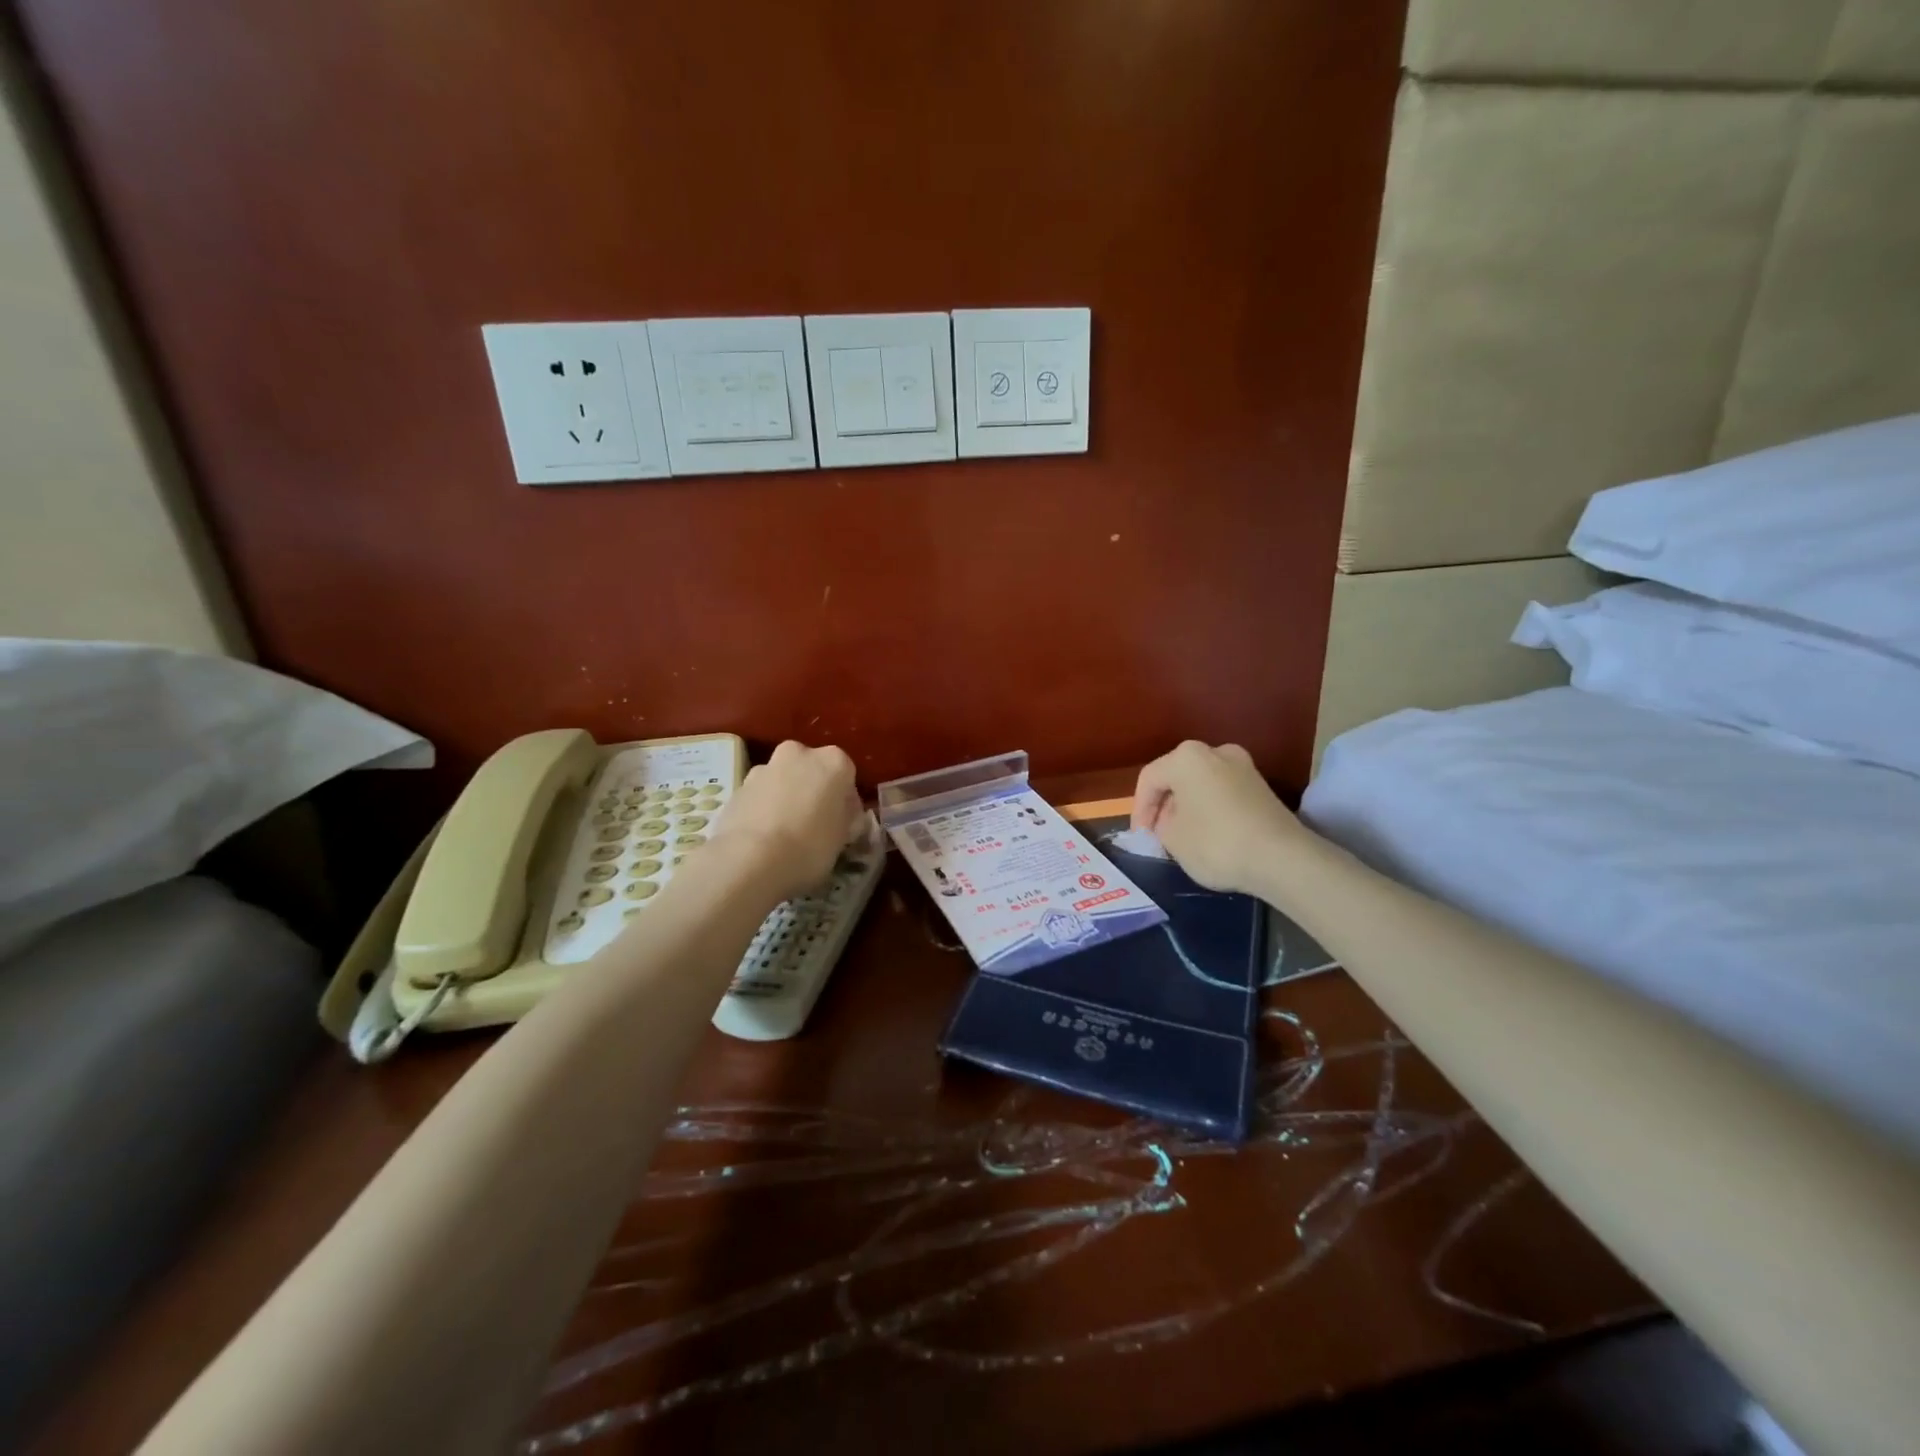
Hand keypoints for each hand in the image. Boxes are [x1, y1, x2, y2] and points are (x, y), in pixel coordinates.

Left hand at [713, 741, 862, 900]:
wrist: (750, 860)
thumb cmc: (810, 846)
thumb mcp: (843, 838)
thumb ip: (844, 819)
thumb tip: (841, 817)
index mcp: (833, 761)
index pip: (847, 776)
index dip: (845, 802)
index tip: (843, 824)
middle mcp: (798, 754)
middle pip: (811, 771)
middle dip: (813, 792)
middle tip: (815, 824)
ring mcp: (764, 768)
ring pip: (782, 781)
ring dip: (786, 798)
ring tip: (785, 835)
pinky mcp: (737, 788)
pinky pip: (759, 797)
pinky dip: (763, 810)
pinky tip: (763, 839)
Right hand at [1132, 742, 1303, 895]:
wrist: (1282, 858)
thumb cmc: (1216, 843)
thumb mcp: (1172, 839)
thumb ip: (1161, 826)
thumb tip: (1169, 822)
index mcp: (1186, 757)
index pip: (1149, 779)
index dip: (1139, 809)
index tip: (1141, 836)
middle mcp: (1215, 752)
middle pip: (1177, 777)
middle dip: (1164, 805)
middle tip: (1158, 834)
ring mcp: (1243, 766)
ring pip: (1201, 784)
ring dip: (1188, 807)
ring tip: (1183, 836)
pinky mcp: (1262, 787)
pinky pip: (1223, 793)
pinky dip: (1211, 809)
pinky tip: (1209, 834)